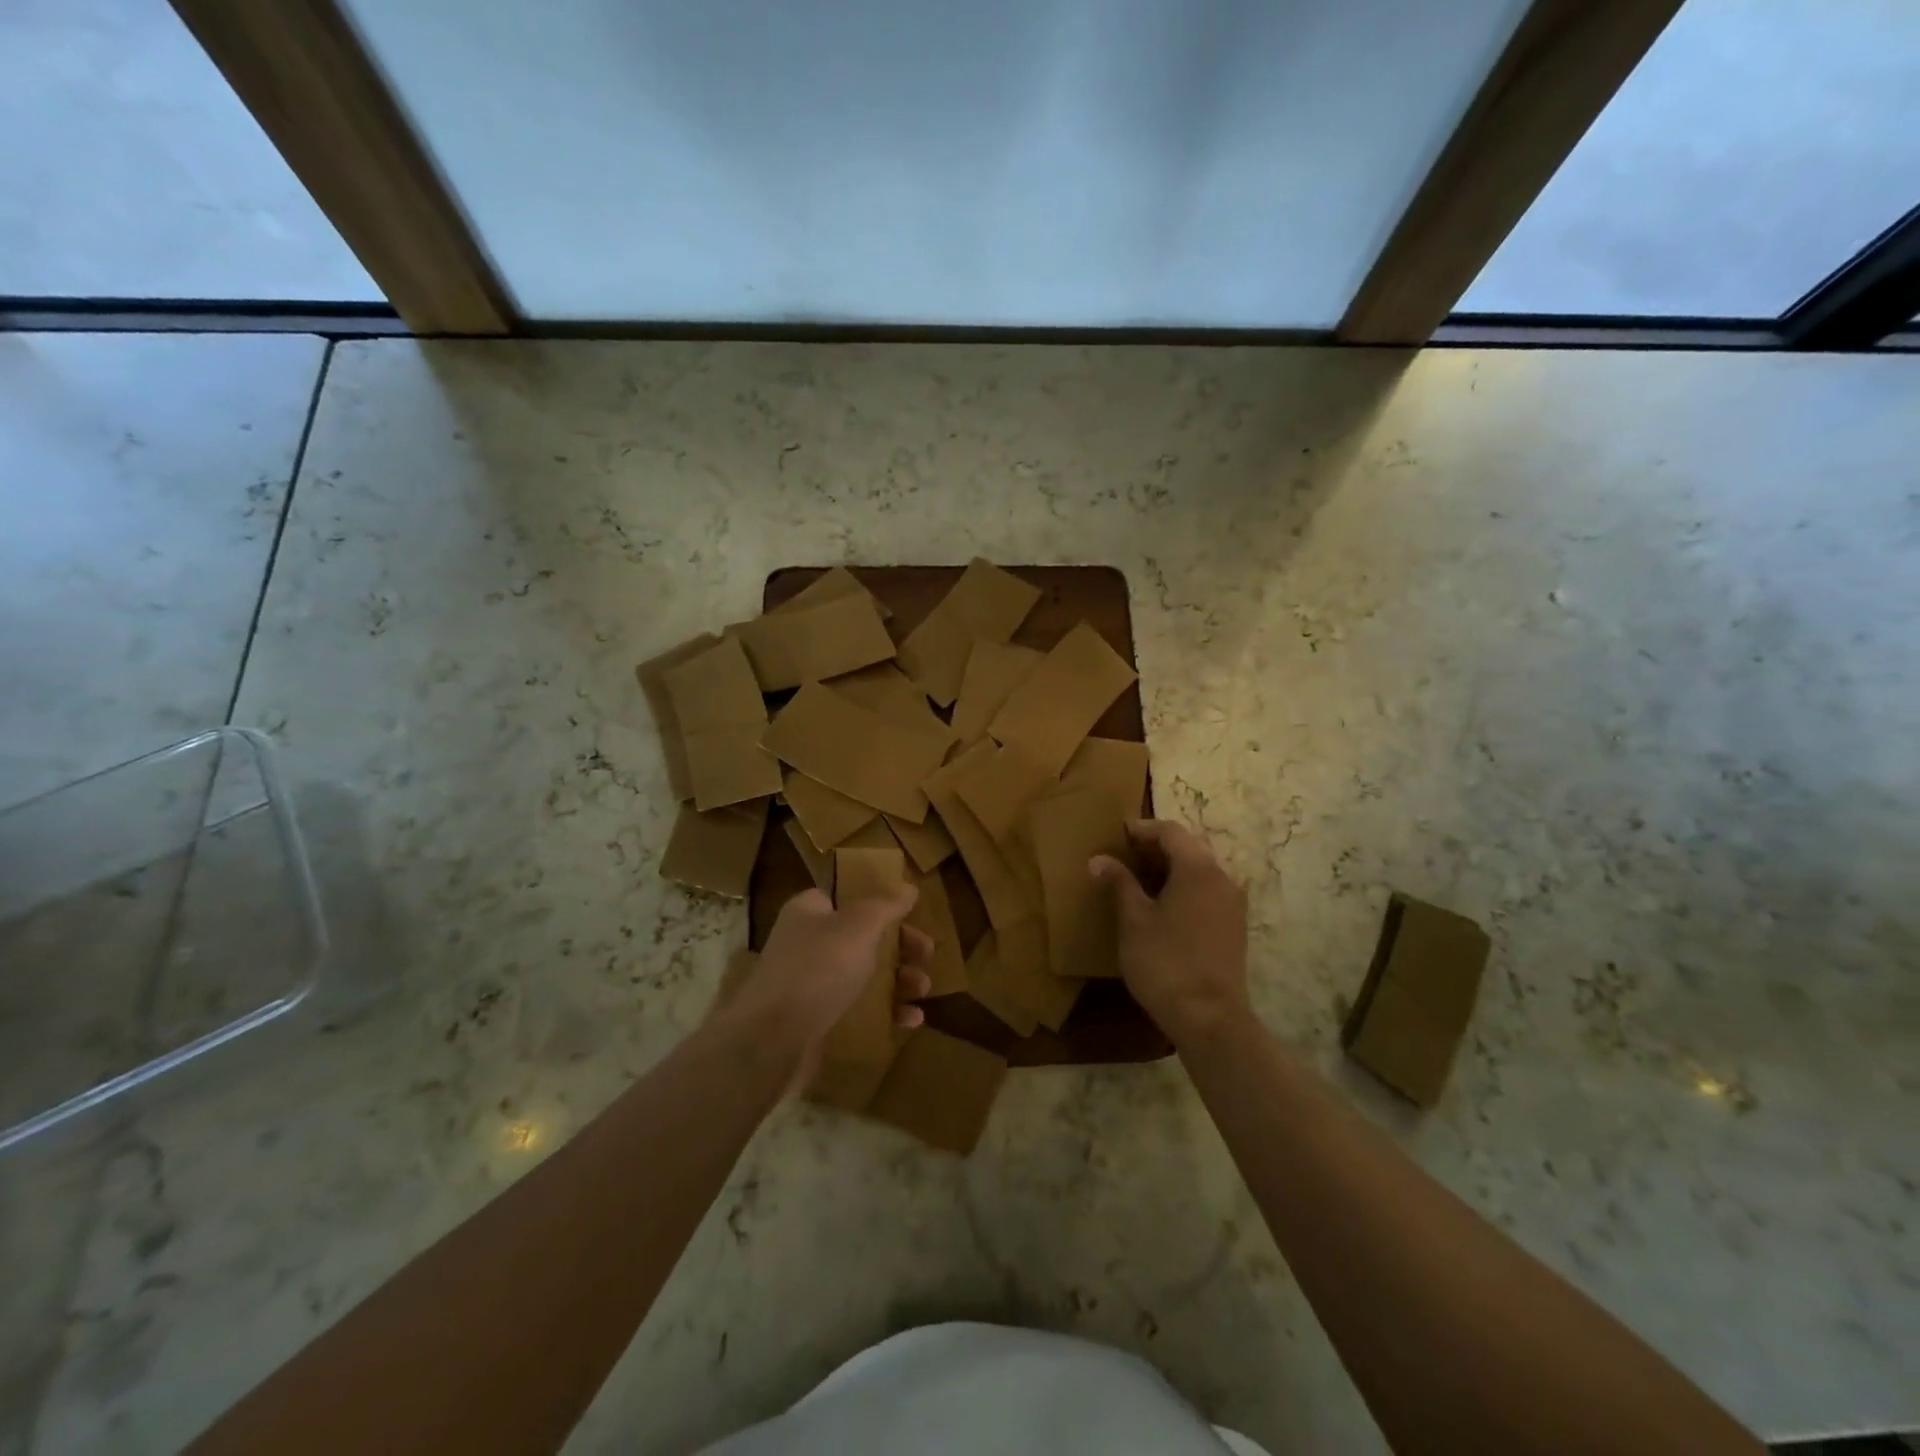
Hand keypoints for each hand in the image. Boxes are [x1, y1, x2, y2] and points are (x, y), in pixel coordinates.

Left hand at [721, 888, 933, 1091]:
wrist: (772, 1041)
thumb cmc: (818, 969)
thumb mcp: (859, 926)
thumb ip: (886, 905)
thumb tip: (908, 887)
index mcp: (810, 912)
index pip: (847, 897)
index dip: (880, 904)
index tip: (911, 915)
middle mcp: (808, 943)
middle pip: (864, 937)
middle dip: (901, 947)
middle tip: (927, 956)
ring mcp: (811, 984)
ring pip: (865, 975)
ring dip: (900, 980)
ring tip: (923, 989)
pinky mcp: (818, 1021)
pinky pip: (860, 1011)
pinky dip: (887, 1013)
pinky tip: (912, 1020)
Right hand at [1091, 820, 1249, 1046]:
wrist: (1209, 1018)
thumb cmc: (1165, 962)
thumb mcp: (1133, 920)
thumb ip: (1118, 884)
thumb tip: (1099, 859)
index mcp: (1199, 870)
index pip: (1171, 832)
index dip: (1142, 829)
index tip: (1117, 835)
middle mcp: (1222, 879)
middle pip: (1189, 848)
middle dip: (1156, 848)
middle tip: (1124, 856)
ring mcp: (1233, 905)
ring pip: (1200, 871)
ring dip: (1171, 869)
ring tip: (1138, 881)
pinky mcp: (1234, 928)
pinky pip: (1207, 892)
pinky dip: (1184, 888)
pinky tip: (1162, 908)